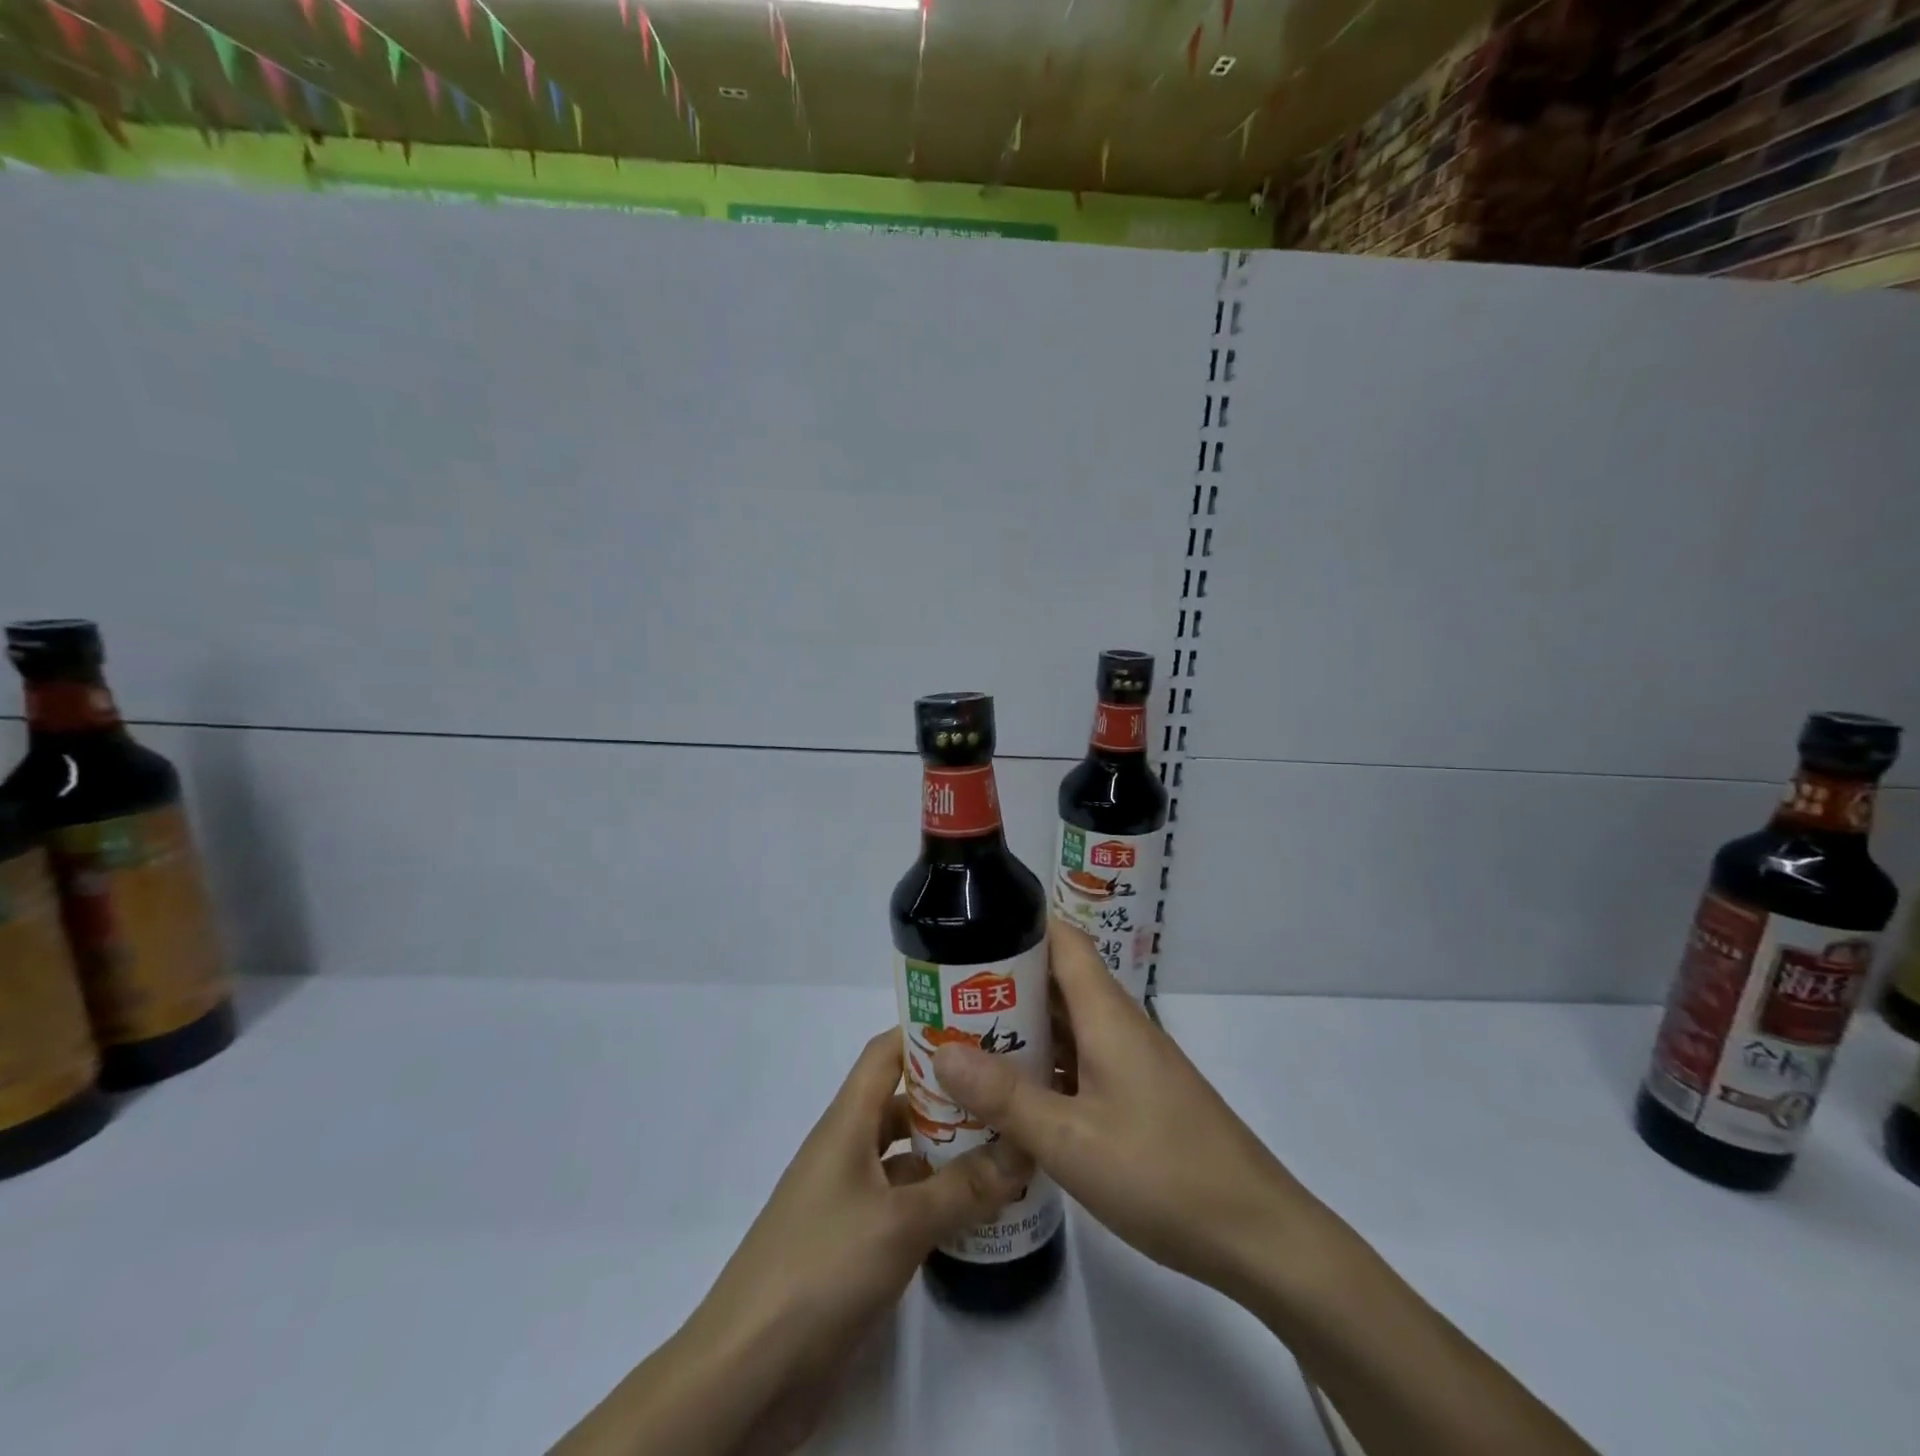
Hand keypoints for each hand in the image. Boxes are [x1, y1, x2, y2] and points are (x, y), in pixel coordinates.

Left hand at [552, 1031, 1026, 1455]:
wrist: (746, 1372)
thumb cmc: (820, 1268)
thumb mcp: (901, 1223)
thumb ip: (964, 1187)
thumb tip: (1022, 1149)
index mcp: (847, 1123)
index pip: (886, 1052)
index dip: (926, 1031)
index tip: (980, 1026)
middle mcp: (847, 1150)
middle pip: (902, 1102)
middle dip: (952, 1094)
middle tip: (1009, 1091)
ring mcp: (850, 1198)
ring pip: (907, 1155)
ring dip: (950, 1150)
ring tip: (1009, 1146)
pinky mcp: (855, 1244)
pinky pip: (906, 1203)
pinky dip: (939, 1199)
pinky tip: (980, 1209)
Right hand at [933, 918, 1325, 1302]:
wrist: (1256, 1234)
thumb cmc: (1162, 1172)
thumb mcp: (1070, 1139)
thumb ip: (1005, 1096)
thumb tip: (940, 1050)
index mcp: (1106, 1014)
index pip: (1062, 940)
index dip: (1017, 923)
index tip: (967, 928)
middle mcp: (1118, 1026)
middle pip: (1057, 981)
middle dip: (1002, 982)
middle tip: (943, 995)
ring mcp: (1130, 1063)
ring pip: (1067, 1025)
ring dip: (1020, 1028)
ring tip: (962, 1041)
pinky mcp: (1136, 1097)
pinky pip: (1080, 1063)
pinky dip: (1044, 1067)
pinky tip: (1011, 1097)